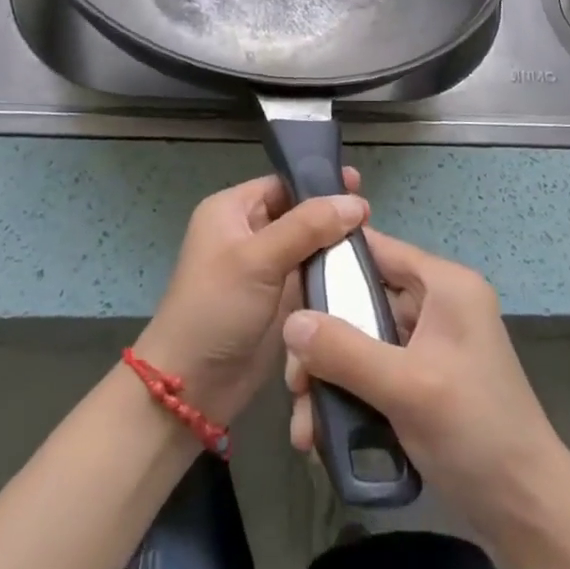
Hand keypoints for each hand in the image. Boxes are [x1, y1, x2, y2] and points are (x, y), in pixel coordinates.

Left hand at [134, 170, 365, 425]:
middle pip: (298, 213)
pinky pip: (310, 275)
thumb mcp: (258, 259)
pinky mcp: (278, 299)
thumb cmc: (216, 308)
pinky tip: (362, 274)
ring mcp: (264, 268)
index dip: (318, 183)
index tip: (360, 186)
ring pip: (308, 246)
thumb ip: (307, 226)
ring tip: (376, 246)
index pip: (281, 184)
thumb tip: (355, 202)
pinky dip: (332, 274)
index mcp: (231, 210)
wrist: (193, 385)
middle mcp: (247, 232)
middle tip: (373, 220)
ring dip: (336, 247)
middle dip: (332, 216)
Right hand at [282, 228, 563, 532]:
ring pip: (359, 342)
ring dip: (327, 378)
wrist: (529, 515)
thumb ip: (344, 350)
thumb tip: (289, 322)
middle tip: (293, 383)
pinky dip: (346, 397)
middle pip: (360, 302)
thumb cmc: (477, 434)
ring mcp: (429, 345)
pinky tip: (322, 436)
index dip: (329, 261)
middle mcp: (436, 305)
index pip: (377, 250)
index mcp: (445, 286)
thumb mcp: (407, 388)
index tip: (285, 289)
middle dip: (321, 342)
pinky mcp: (421, 380)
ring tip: (304, 426)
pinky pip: (371, 372)